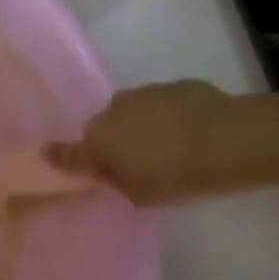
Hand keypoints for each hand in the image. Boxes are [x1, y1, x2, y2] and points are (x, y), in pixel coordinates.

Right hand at [48, 80, 245, 204]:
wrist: (228, 140)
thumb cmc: (175, 176)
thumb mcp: (139, 194)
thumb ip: (115, 180)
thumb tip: (105, 170)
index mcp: (98, 140)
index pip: (69, 151)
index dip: (61, 156)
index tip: (51, 156)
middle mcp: (112, 111)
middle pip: (102, 128)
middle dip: (110, 141)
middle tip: (130, 162)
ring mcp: (143, 94)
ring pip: (129, 112)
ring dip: (137, 125)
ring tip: (162, 145)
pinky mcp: (173, 85)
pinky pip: (158, 104)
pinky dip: (163, 116)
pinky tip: (184, 131)